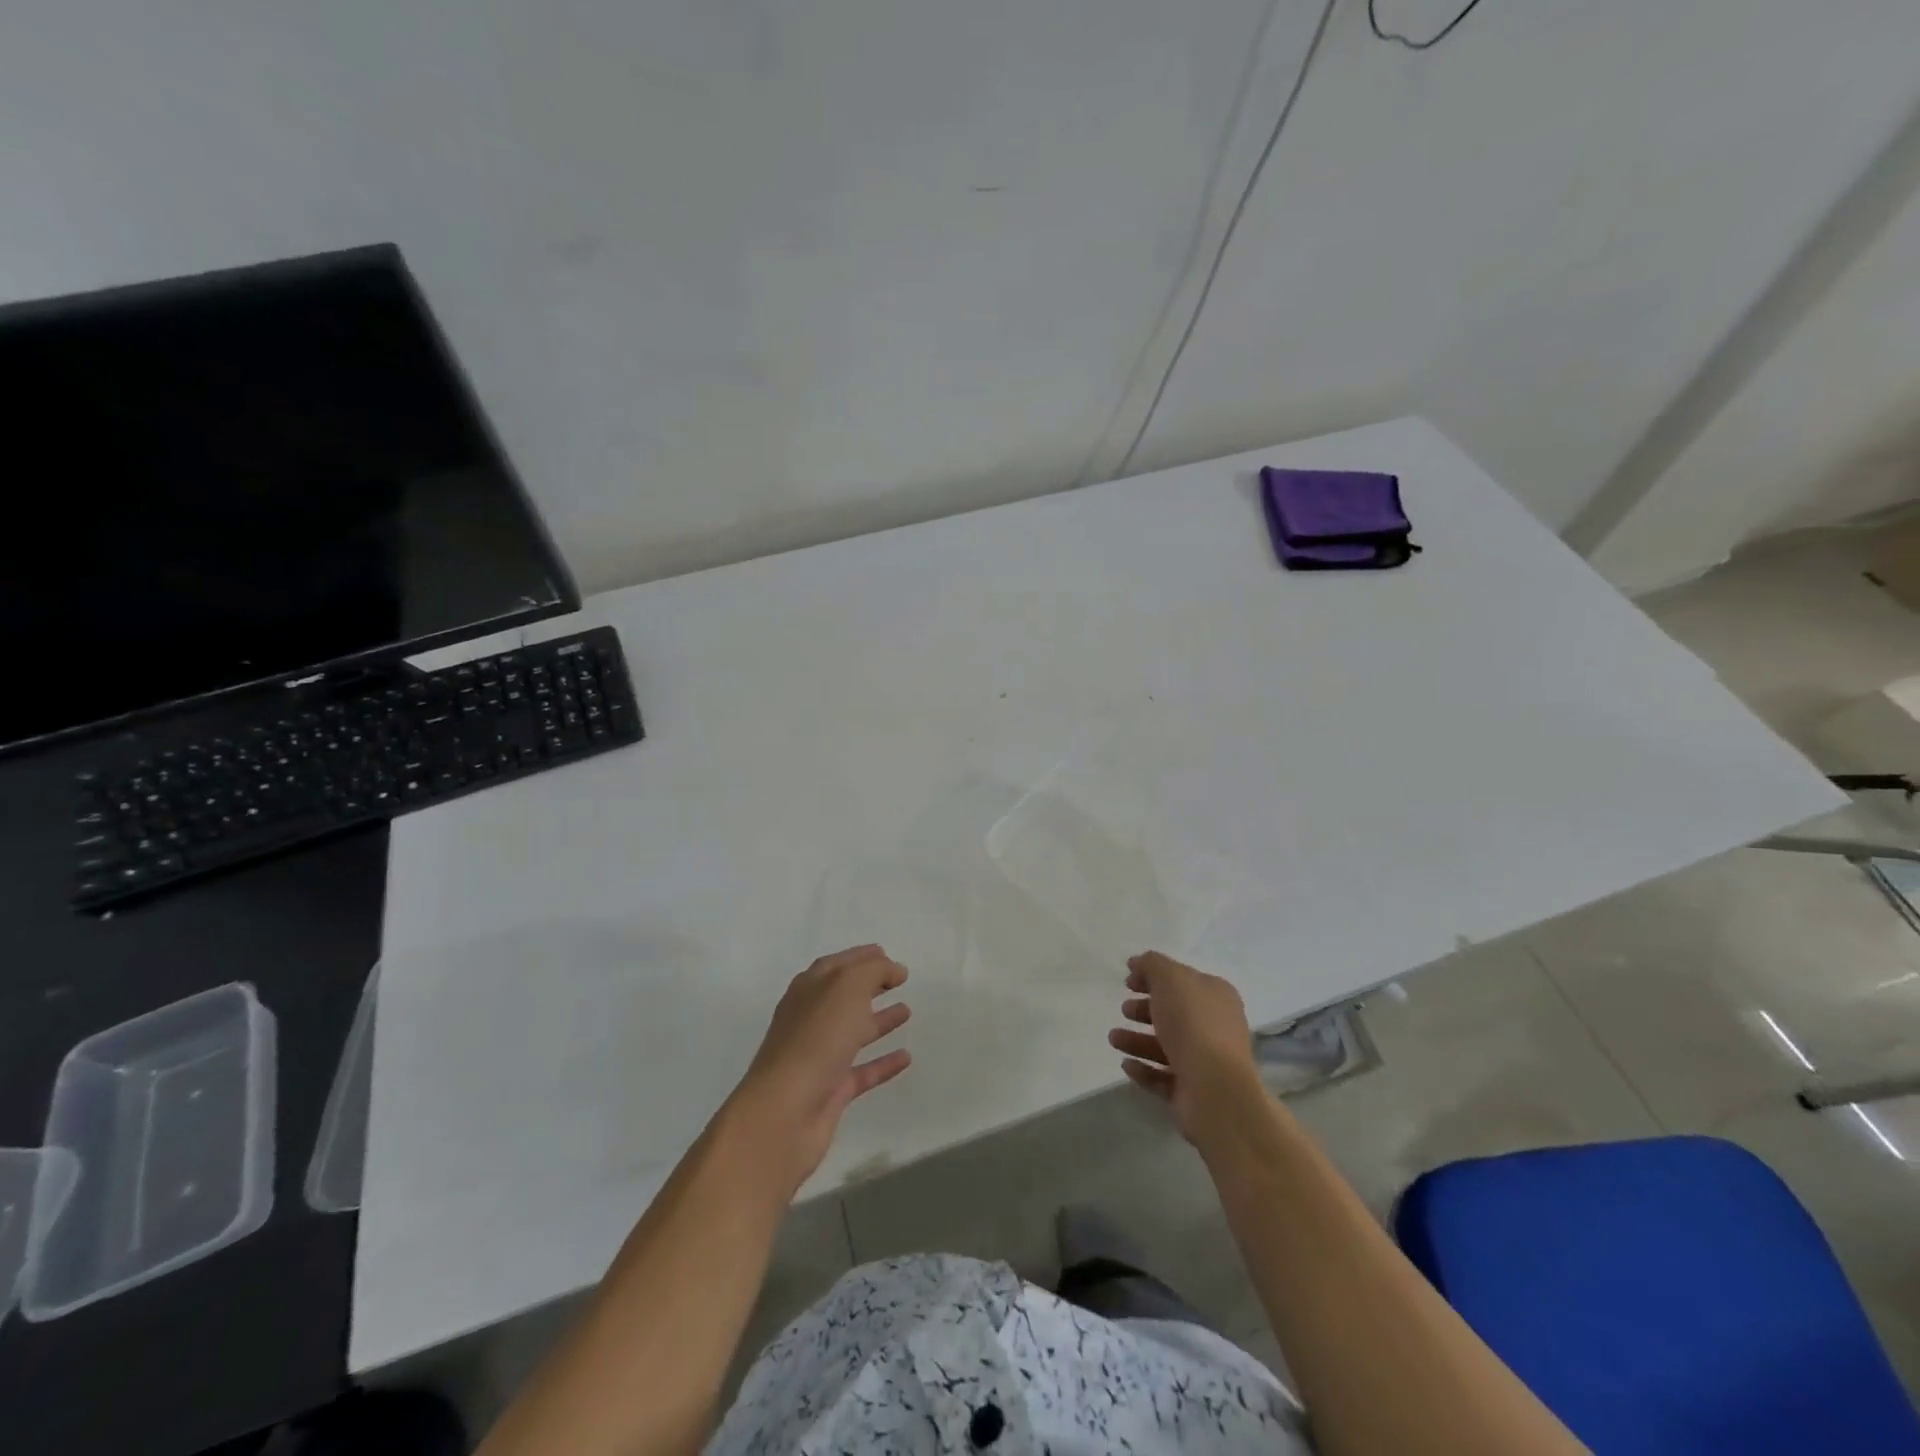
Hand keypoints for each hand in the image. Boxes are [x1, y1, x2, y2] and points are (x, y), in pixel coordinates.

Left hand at [725, 945, 911, 1195]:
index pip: (838, 965)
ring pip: (853, 1032)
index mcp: (809, 989)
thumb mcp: (847, 988)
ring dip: (879, 1021)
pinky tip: (906, 1057)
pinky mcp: (831, 1091)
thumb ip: (873, 971)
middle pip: (844, 996)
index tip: (889, 954)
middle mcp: (811, 1019)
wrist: (785, 1113)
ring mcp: (819, 1056)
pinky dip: (883, 1063)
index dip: (863, 957)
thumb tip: (893, 969)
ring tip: (907, 1011)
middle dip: (870, 985)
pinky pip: (862, 1071)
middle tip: (900, 980)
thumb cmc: (815, 1039)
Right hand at [1109, 950, 1260, 1141]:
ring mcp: (1205, 1062)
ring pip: (1165, 1046)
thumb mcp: (1170, 978)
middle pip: (1174, 1013)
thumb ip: (1152, 964)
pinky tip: (1126, 1065)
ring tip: (1113, 1039)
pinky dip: (1144, 1069)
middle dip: (1145, 1010)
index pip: (1182, 980)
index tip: (1128, 981)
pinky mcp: (1192, 1091)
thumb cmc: (1192, 1024)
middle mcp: (1215, 1027)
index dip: (1154, 977)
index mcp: (1216, 996)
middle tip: (1124, 1010)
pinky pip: (1163, 1076)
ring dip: (1137, 1040)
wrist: (1214, 1089)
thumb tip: (1137, 962)